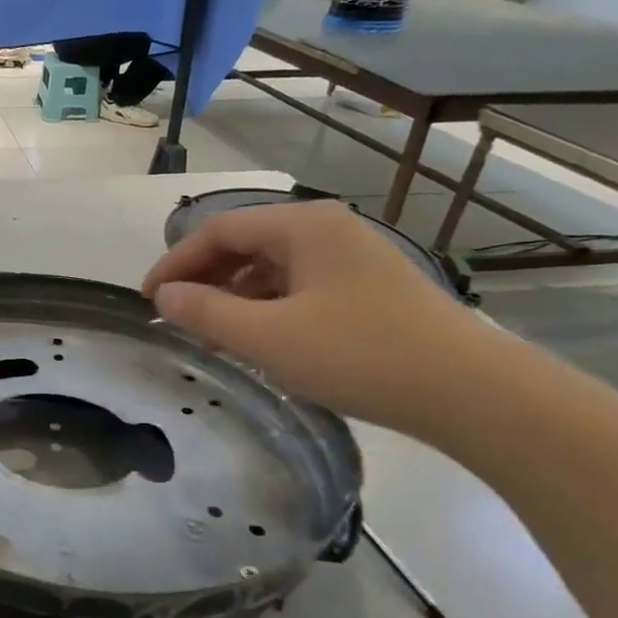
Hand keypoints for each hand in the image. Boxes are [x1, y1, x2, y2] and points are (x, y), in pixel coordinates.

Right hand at [141, 200, 482, 433]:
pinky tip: (260, 339)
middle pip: (246, 244)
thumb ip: (204, 313)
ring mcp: (353, 257)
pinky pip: (299, 286)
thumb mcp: (267, 337)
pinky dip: (268, 308)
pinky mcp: (369, 288)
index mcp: (303, 226)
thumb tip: (164, 296)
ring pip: (272, 267)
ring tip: (212, 336)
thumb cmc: (359, 355)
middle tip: (175, 317)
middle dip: (204, 279)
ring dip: (234, 296)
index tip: (147, 298)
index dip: (175, 263)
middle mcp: (328, 229)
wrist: (471, 391)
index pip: (219, 231)